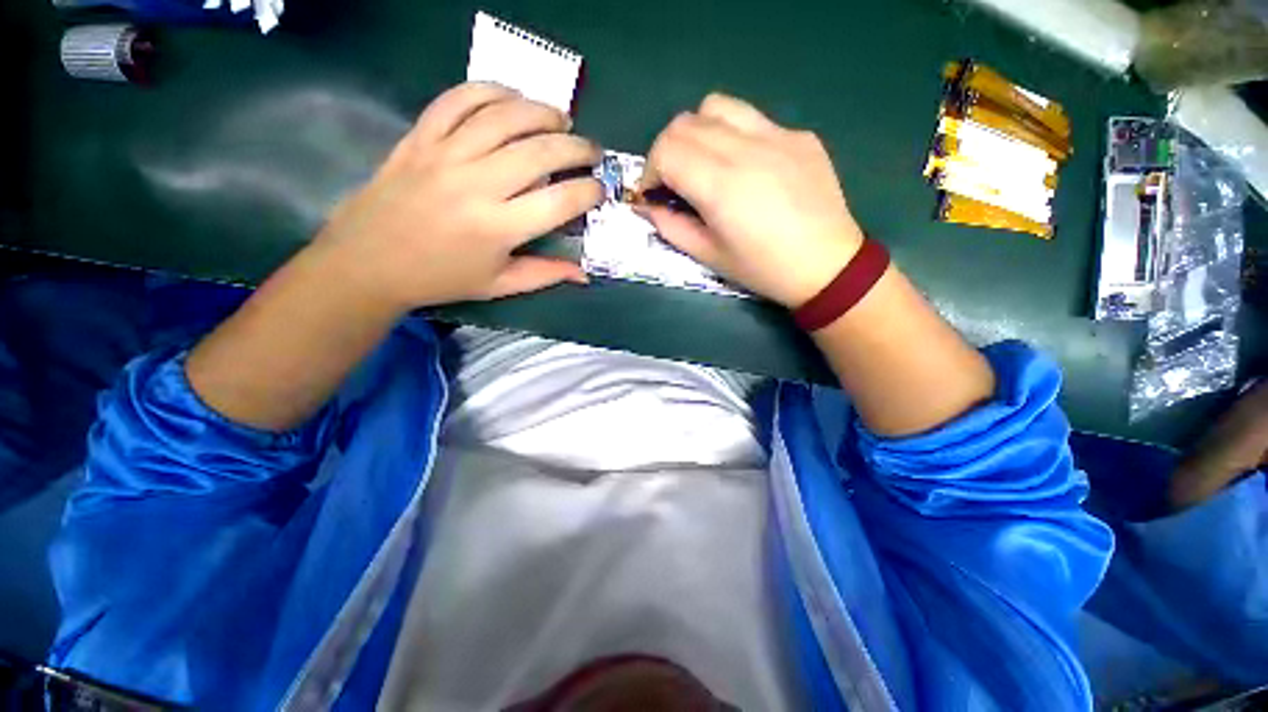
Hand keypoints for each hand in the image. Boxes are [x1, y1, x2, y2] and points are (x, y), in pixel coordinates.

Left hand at [317, 82, 602, 310]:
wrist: (369, 261)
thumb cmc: (441, 278)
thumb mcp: (499, 285)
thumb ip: (545, 275)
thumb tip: (584, 273)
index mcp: (498, 228)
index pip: (560, 201)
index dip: (589, 191)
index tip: (599, 189)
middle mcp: (477, 185)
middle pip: (541, 151)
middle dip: (578, 148)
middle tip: (592, 151)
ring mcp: (446, 154)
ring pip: (505, 117)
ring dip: (542, 112)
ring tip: (561, 120)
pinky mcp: (421, 136)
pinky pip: (459, 99)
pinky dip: (491, 91)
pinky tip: (512, 98)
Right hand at [641, 93, 864, 307]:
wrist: (827, 265)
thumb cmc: (763, 269)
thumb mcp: (709, 256)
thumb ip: (671, 227)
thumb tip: (648, 207)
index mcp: (719, 184)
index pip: (665, 150)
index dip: (649, 172)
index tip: (654, 194)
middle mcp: (744, 148)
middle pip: (684, 124)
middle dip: (666, 152)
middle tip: (674, 182)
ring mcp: (776, 134)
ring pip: (717, 107)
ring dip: (697, 133)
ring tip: (705, 163)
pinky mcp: (799, 135)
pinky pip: (753, 120)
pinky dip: (734, 137)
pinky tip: (748, 168)